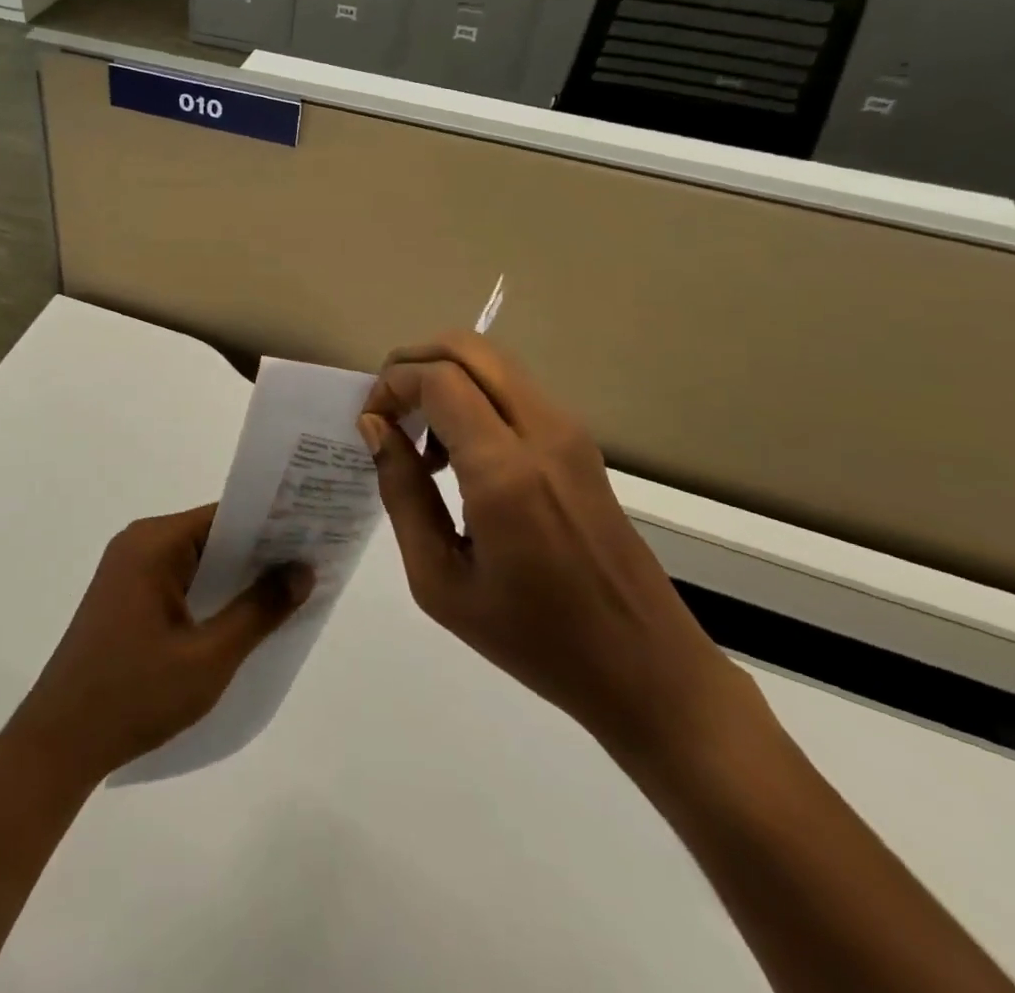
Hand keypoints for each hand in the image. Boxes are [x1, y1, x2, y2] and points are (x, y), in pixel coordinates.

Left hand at [3, 506, 313, 787]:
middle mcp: (138, 544)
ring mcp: (128, 571)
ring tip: (291, 590)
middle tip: (313, 562)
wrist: (58, 743)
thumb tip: (303, 570)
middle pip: (210, 535)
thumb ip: (258, 611)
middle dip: (258, 551)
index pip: (223, 516)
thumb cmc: (135, 695)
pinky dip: (211, 592)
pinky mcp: (126, 597)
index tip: (314, 533)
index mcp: (152, 543)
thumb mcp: (208, 658)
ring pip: (196, 560)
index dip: (270, 522)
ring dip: (236, 575)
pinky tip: (244, 616)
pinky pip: (180, 580)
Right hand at [359, 332, 751, 765]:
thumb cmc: (533, 638)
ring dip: (444, 377)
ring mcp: (569, 432)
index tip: (370, 422)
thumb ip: (402, 492)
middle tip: (387, 409)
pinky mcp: (580, 443)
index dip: (392, 385)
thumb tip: (376, 427)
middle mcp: (543, 433)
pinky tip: (459, 455)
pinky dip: (472, 395)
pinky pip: (513, 389)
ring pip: (492, 361)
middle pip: (468, 348)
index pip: (438, 379)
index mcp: (506, 472)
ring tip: (421, 439)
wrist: (645, 667)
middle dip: (413, 361)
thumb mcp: (439, 581)